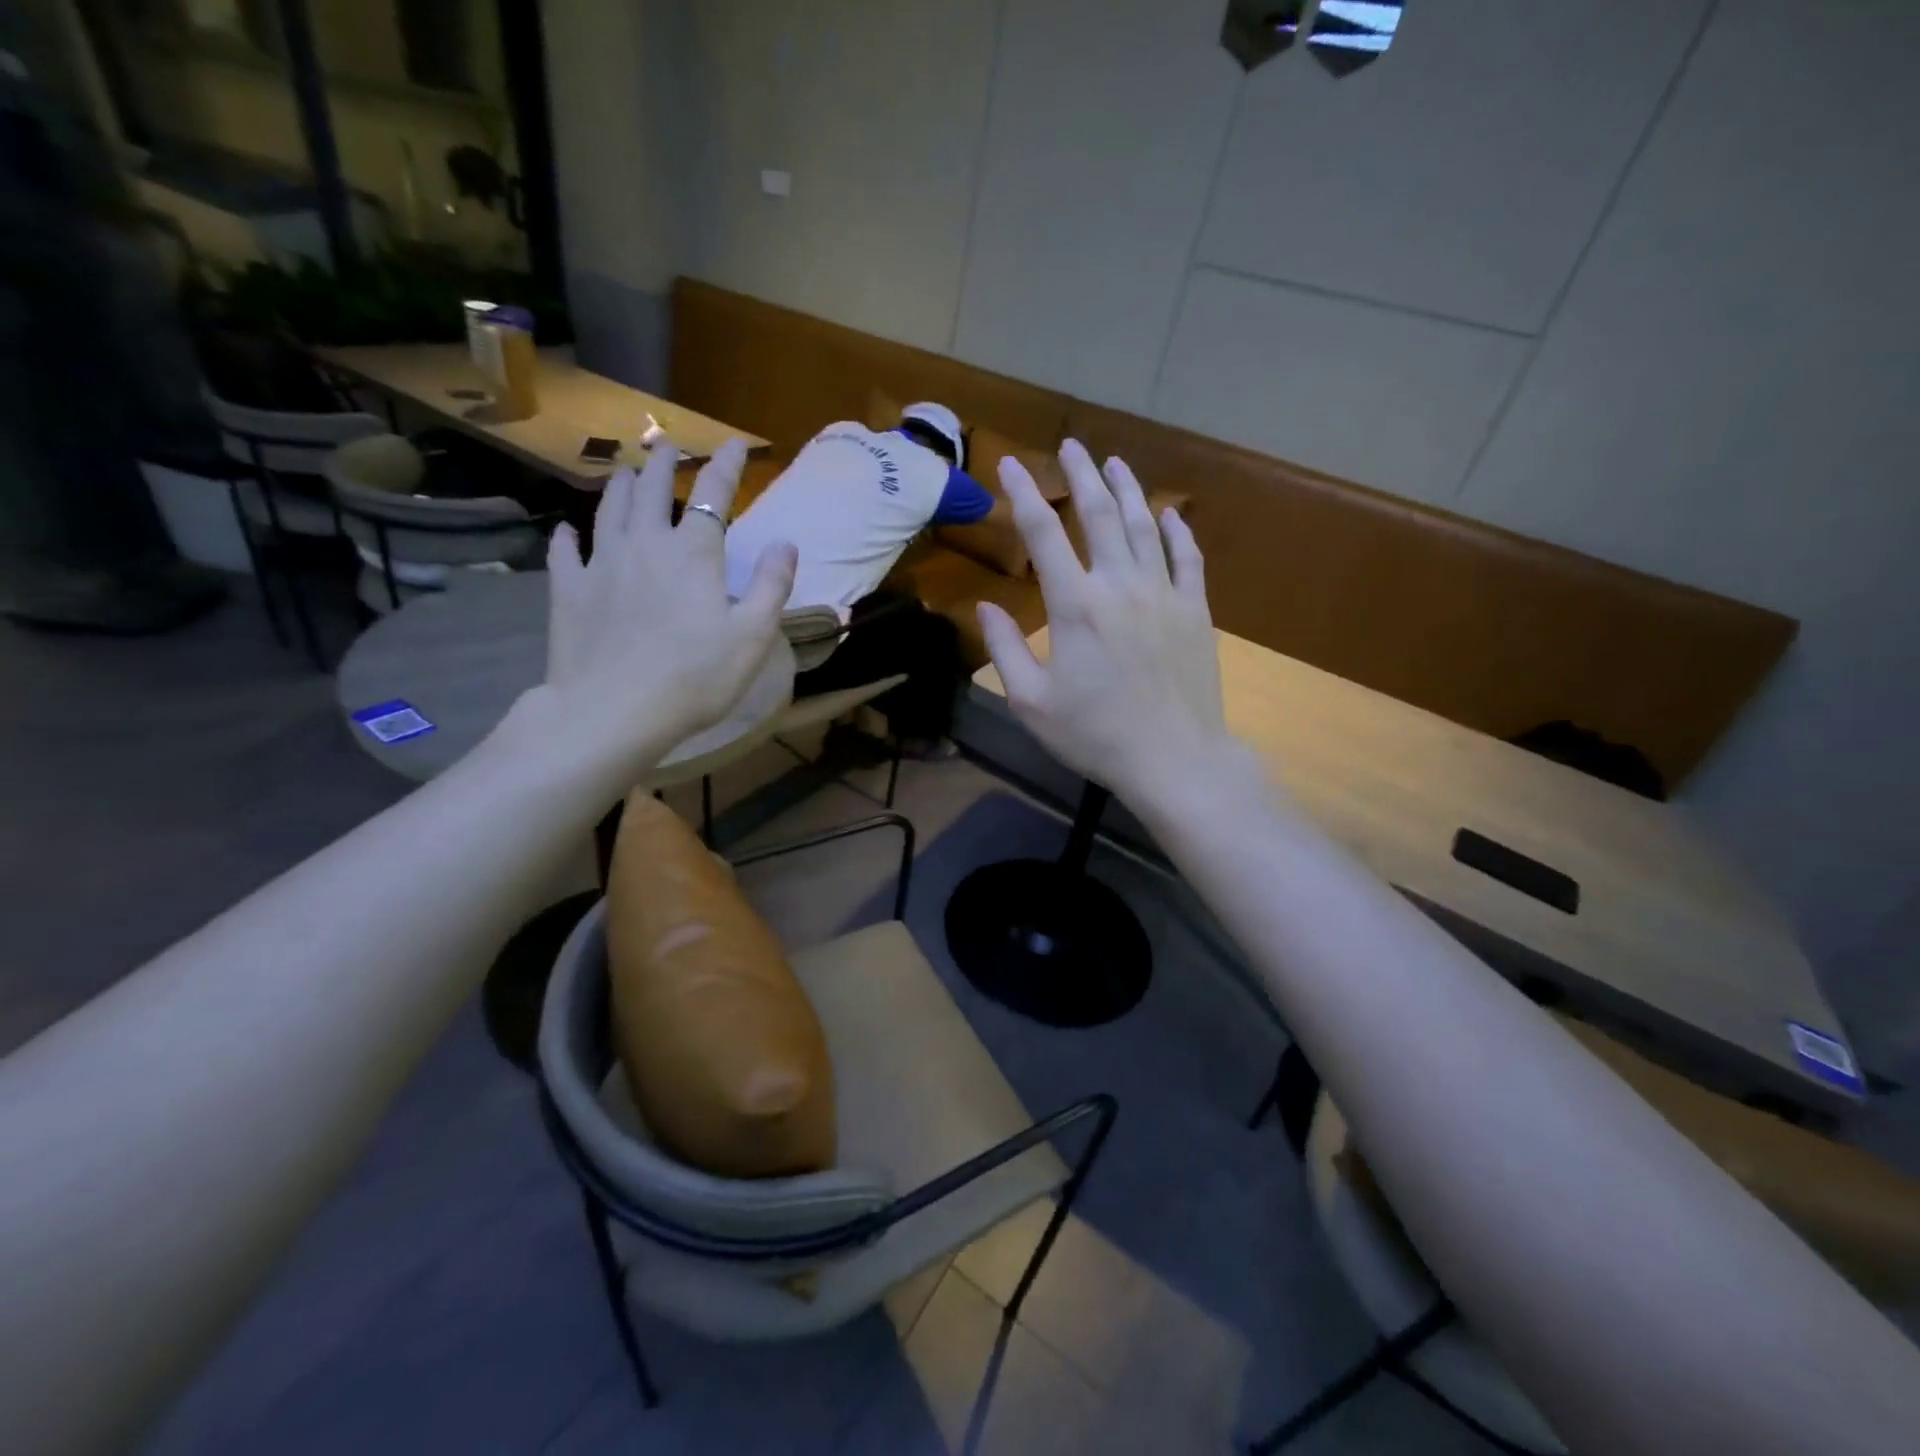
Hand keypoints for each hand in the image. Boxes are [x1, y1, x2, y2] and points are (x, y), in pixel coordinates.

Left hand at [523, 439, 795, 782]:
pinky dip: (567, 537)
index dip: (727, 465)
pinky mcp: (568, 591)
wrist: (614, 711)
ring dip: (619, 486)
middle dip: (663, 464)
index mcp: (693, 554)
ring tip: (624, 470)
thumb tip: (785, 543)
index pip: (714, 494)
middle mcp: (644, 545)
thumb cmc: (695, 678)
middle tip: (666, 446)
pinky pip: (564, 553)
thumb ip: (772, 586)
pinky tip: (567, 530)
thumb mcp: (752, 637)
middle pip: (652, 490)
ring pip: (608, 511)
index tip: (737, 444)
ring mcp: (600, 565)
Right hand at [977, 438, 1228, 804]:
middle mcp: (1120, 585)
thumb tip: (986, 607)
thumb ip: (1005, 649)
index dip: (1023, 494)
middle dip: (1082, 474)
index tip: (1010, 464)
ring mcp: (1163, 593)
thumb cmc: (1095, 734)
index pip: (1043, 533)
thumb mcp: (1031, 701)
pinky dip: (1176, 531)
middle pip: (1100, 513)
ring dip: (1128, 489)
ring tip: (1115, 462)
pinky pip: (1187, 558)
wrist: (1173, 759)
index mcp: (1075, 605)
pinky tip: (1169, 514)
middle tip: (1071, 445)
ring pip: (1144, 526)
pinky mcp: (1195, 610)